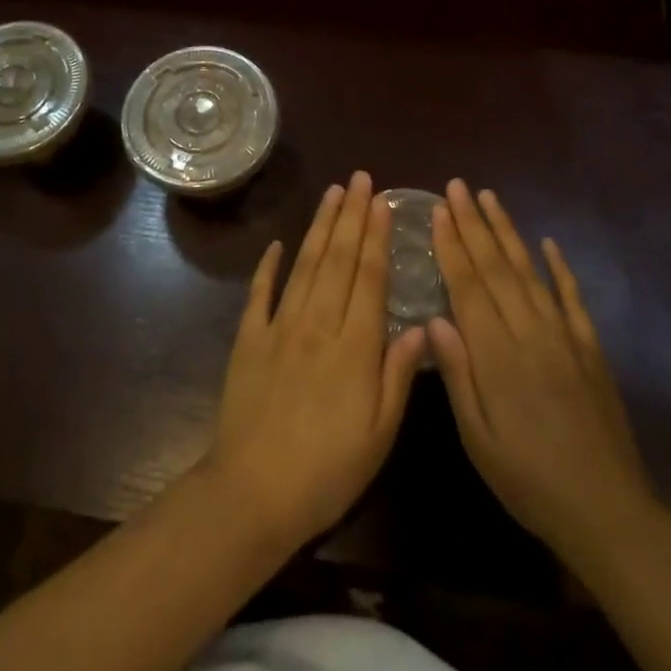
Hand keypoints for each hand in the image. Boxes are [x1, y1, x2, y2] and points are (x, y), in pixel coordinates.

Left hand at [204, 171, 426, 552]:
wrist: (253, 491)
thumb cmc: (327, 470)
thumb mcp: (380, 434)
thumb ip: (399, 375)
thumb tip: (420, 325)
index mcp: (355, 345)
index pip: (370, 277)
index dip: (377, 236)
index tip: (383, 202)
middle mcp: (318, 323)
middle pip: (339, 259)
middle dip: (351, 215)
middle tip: (360, 179)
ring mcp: (280, 326)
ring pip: (305, 264)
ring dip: (320, 226)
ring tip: (332, 193)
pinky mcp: (249, 338)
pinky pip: (260, 293)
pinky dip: (268, 265)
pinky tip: (277, 244)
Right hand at [428, 180, 659, 571]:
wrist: (607, 510)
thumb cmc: (529, 480)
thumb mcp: (478, 439)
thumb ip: (456, 375)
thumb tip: (434, 318)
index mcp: (497, 355)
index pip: (468, 286)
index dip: (451, 245)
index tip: (437, 211)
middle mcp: (530, 333)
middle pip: (496, 268)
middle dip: (473, 224)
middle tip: (457, 187)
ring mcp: (564, 337)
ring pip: (530, 272)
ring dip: (507, 232)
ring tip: (489, 198)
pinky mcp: (590, 348)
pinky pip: (572, 298)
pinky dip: (559, 267)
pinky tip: (547, 243)